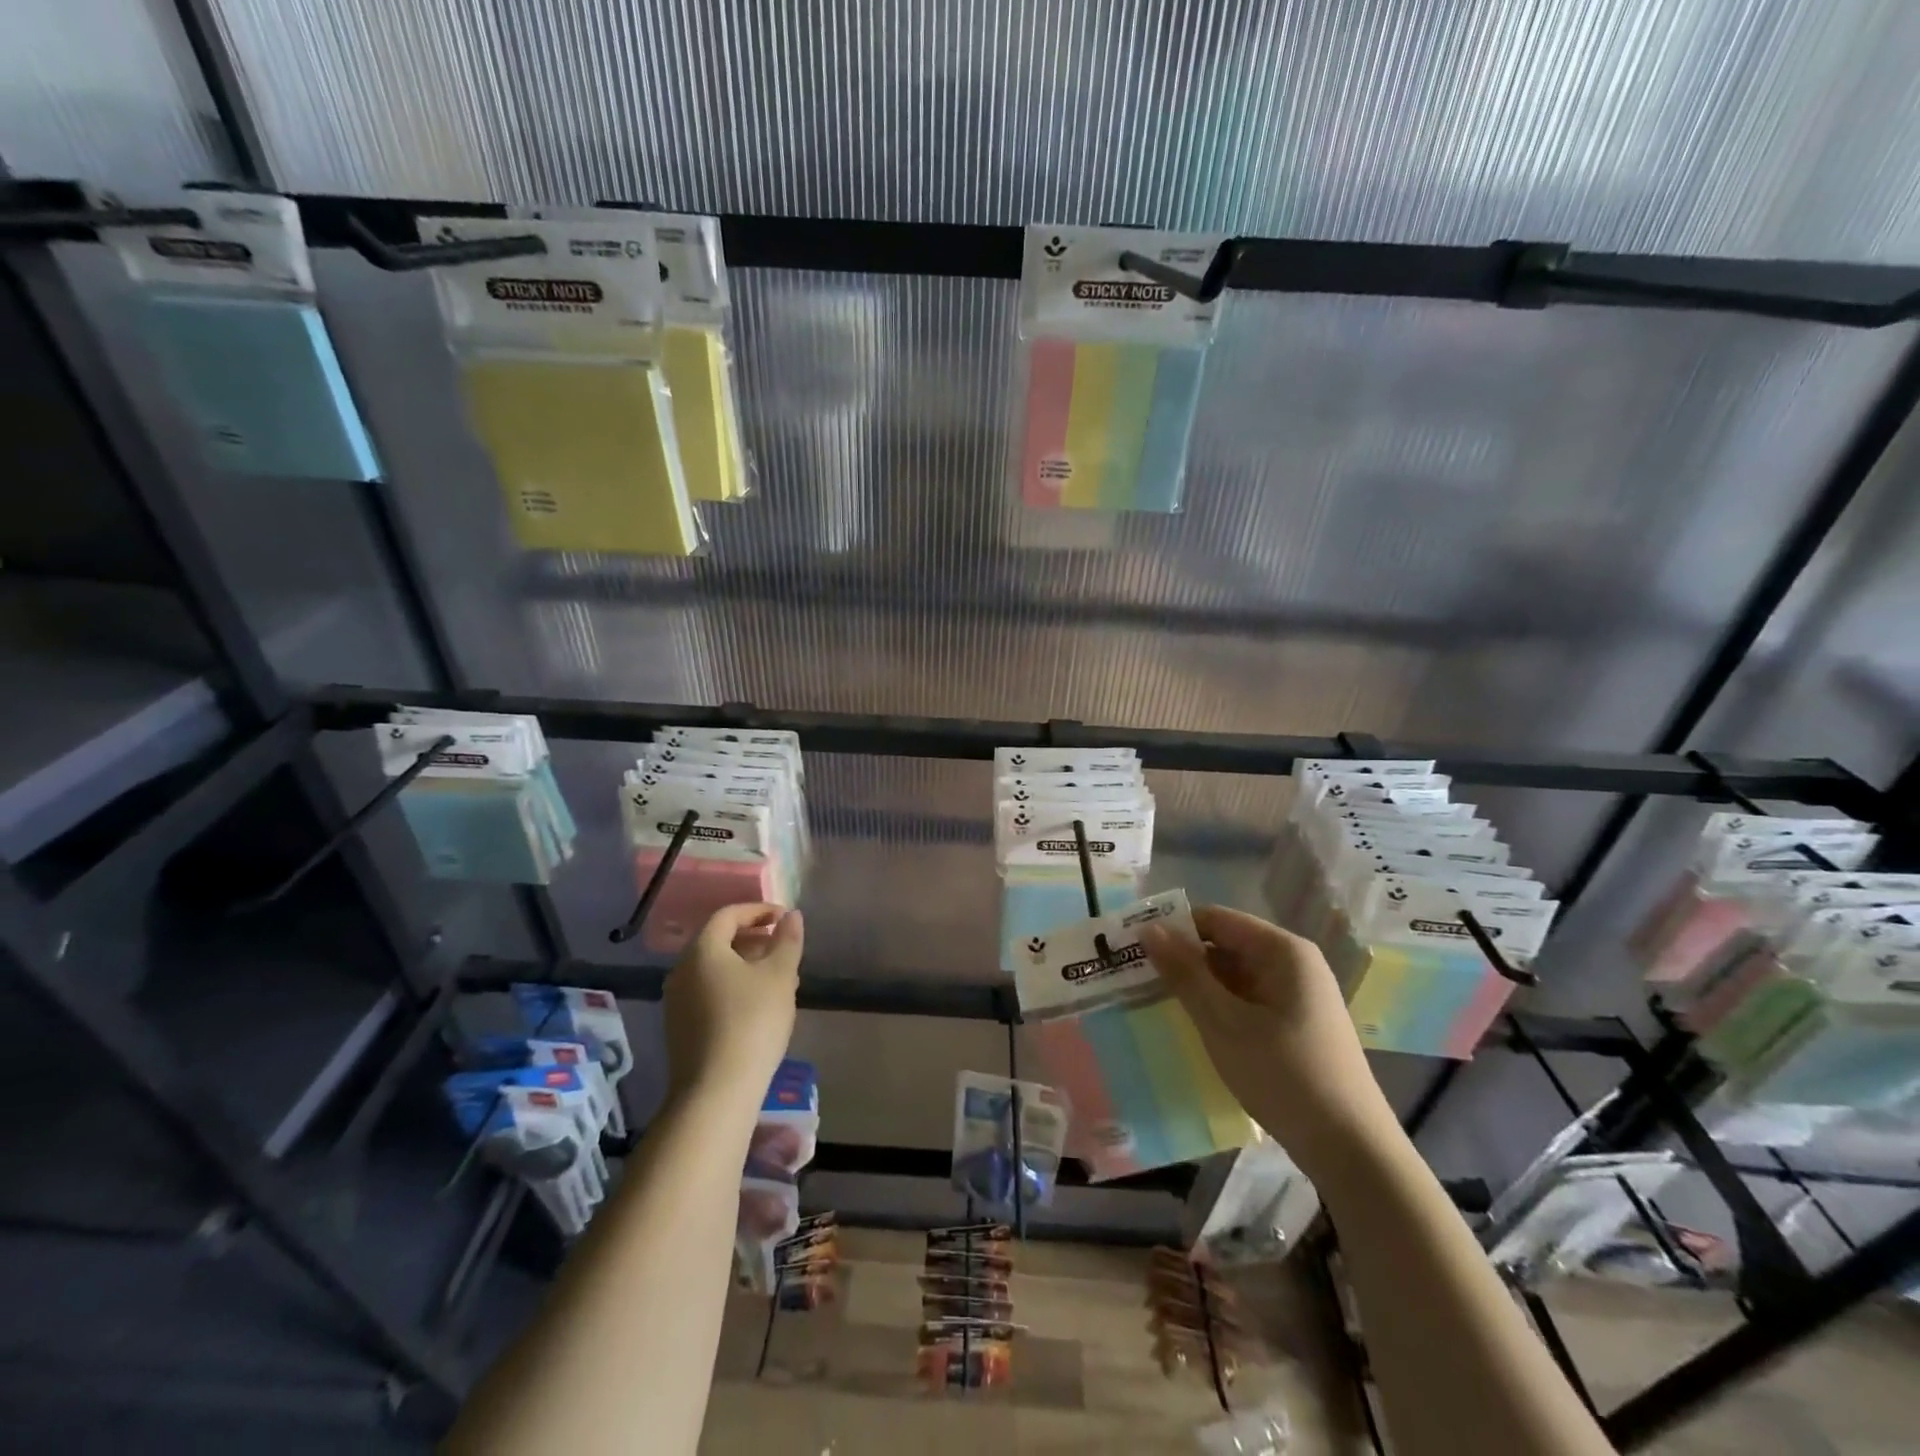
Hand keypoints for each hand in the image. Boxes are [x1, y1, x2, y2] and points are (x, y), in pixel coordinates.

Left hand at [662, 903, 803, 1102]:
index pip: (728, 915)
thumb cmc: (752, 1021)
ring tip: (779, 979)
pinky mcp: (681, 1027)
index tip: (785, 919)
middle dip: (754, 938)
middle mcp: (682, 970)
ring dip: (747, 964)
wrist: (717, 1090)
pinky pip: (709, 991)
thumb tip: (791, 916)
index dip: (759, 910)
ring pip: (715, 969)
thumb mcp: (780, 976)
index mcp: (702, 950)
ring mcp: (677, 1001)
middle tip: (784, 948)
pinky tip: (759, 1006)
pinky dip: (734, 986)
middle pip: (719, 941)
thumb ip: (787, 940)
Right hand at [1140, 905, 1391, 1172]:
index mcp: (1283, 951)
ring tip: (1156, 1000)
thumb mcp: (1224, 1023)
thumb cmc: (1285, 1075)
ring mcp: (1298, 995)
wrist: (1352, 1151)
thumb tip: (1148, 929)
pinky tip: (1194, 1026)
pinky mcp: (1297, 1024)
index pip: (1216, 919)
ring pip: (1235, 974)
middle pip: (1226, 944)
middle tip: (1138, 978)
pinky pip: (1248, 999)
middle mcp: (1294, 963)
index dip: (1174, 928)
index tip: (1135, 948)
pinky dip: (1220, 1006)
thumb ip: (1185, 973)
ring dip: (1199, 985)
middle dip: (1184, 958)